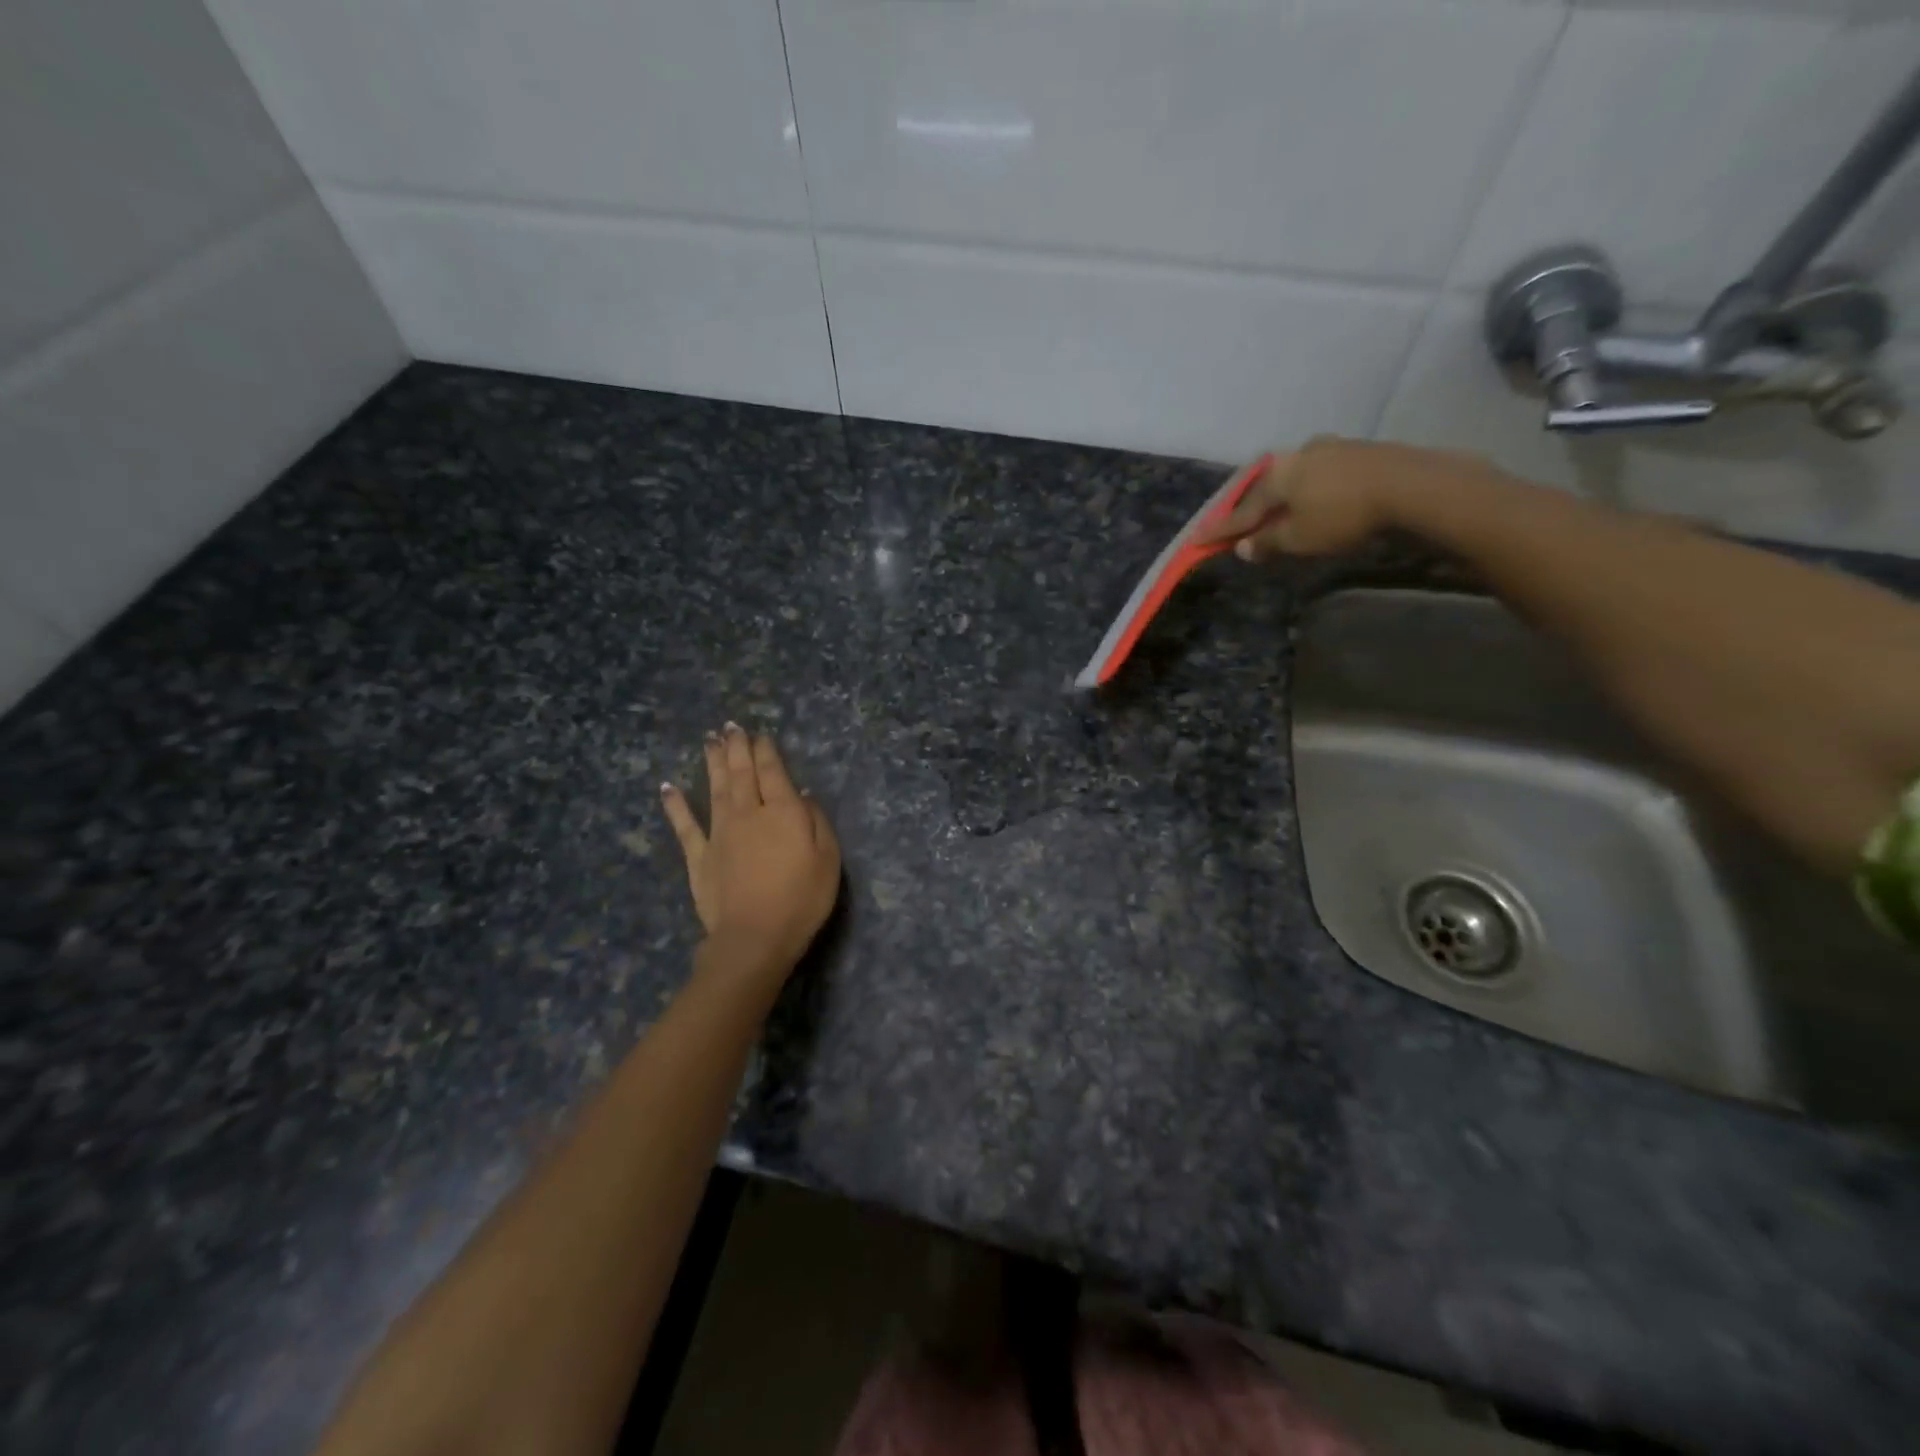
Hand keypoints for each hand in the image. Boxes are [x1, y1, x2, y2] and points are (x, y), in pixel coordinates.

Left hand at [660, 725, 841, 978]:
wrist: (755, 936)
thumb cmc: (802, 899)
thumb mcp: (828, 859)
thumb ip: (816, 821)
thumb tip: (802, 793)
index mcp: (782, 811)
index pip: (773, 772)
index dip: (766, 751)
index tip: (760, 734)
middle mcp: (748, 813)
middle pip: (741, 773)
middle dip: (737, 747)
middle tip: (730, 726)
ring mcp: (719, 833)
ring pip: (715, 789)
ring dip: (712, 763)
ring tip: (709, 740)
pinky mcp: (699, 857)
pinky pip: (685, 825)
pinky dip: (676, 805)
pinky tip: (667, 787)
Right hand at [1194, 436, 1490, 561]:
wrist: (1412, 486)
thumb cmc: (1343, 515)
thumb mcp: (1299, 538)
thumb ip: (1268, 542)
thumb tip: (1243, 547)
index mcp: (1277, 475)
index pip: (1240, 511)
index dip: (1219, 530)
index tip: (1195, 540)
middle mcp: (1298, 454)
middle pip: (1266, 487)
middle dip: (1251, 507)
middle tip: (1238, 524)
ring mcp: (1331, 448)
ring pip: (1294, 476)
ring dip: (1282, 496)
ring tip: (1277, 512)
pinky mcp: (1359, 451)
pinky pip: (1319, 474)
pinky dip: (1308, 490)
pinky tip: (1313, 499)